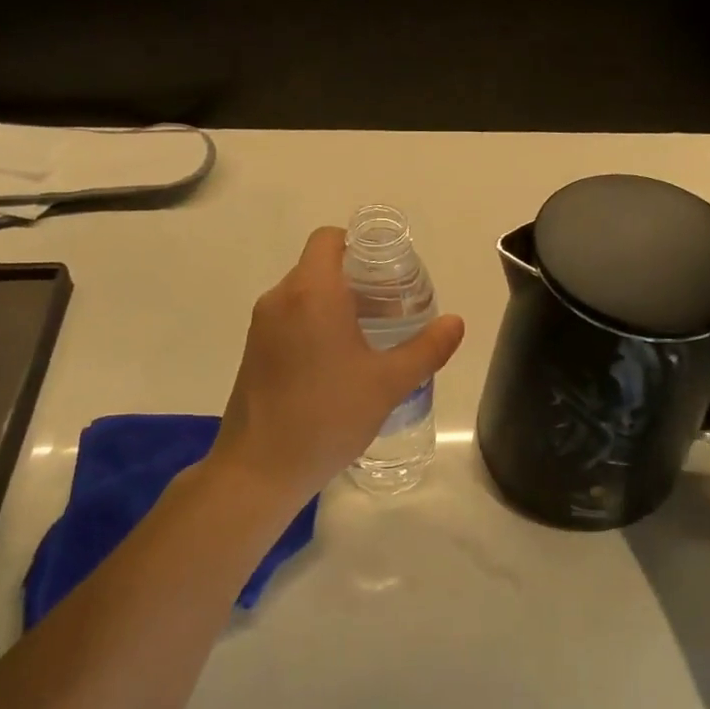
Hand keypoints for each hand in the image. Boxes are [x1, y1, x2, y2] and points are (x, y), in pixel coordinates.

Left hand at [210, 227, 466, 504]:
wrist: (259, 469)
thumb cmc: (327, 416)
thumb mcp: (388, 383)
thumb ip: (427, 349)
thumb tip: (455, 322)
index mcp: (312, 292)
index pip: (329, 239)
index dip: (360, 245)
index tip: (388, 271)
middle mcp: (280, 298)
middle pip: (319, 265)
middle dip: (356, 278)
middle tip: (391, 308)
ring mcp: (261, 325)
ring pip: (303, 293)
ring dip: (336, 303)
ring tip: (370, 336)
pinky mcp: (253, 350)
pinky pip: (289, 318)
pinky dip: (314, 323)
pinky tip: (338, 361)